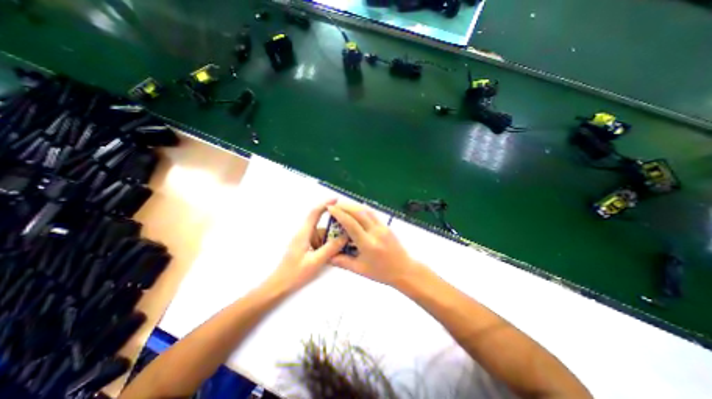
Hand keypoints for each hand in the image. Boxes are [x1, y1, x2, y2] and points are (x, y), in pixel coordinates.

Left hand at [263, 199, 347, 292]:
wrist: (279, 286)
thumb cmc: (295, 274)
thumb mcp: (315, 261)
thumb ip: (330, 248)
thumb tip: (345, 236)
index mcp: (304, 233)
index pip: (314, 213)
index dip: (325, 204)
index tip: (336, 199)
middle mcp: (304, 233)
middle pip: (320, 223)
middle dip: (333, 223)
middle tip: (347, 227)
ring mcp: (304, 240)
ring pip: (321, 233)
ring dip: (331, 236)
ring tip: (345, 241)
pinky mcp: (305, 246)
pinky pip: (319, 240)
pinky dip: (327, 242)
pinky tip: (335, 250)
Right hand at [326, 202, 421, 286]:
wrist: (404, 270)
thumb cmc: (382, 272)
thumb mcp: (360, 270)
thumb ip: (343, 262)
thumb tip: (328, 256)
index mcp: (368, 244)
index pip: (351, 224)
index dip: (339, 214)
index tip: (330, 208)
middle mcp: (376, 232)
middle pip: (359, 213)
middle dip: (345, 206)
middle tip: (334, 205)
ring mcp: (383, 227)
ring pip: (367, 210)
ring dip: (354, 205)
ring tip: (343, 205)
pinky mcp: (386, 225)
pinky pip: (373, 213)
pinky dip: (362, 209)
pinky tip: (356, 209)